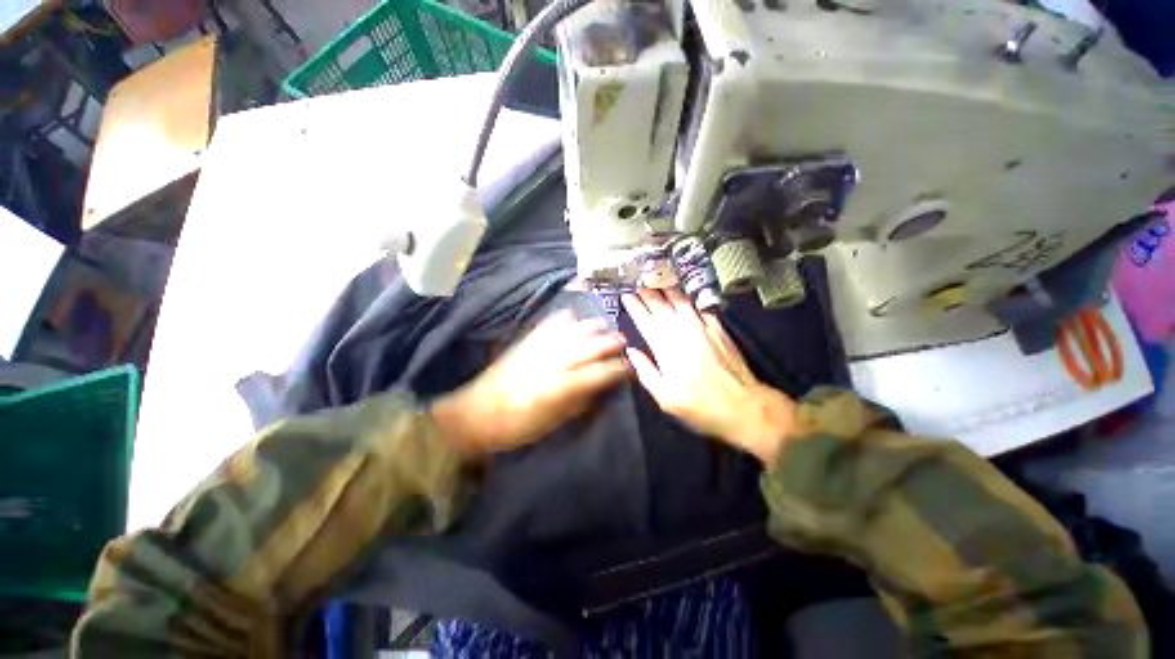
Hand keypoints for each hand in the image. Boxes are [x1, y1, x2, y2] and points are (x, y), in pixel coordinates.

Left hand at [431, 310, 628, 456]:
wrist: (477, 414)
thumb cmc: (517, 426)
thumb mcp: (554, 423)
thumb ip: (580, 402)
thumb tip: (601, 388)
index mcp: (561, 386)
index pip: (598, 372)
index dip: (617, 369)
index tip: (629, 367)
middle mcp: (553, 362)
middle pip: (587, 346)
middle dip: (609, 342)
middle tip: (623, 340)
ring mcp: (538, 349)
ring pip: (571, 331)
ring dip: (590, 327)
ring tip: (603, 324)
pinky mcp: (525, 342)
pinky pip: (547, 325)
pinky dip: (561, 319)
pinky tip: (571, 315)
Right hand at [622, 288, 797, 464]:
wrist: (744, 406)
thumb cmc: (700, 405)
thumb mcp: (665, 397)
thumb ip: (645, 371)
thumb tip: (632, 351)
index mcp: (666, 348)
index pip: (646, 321)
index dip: (635, 307)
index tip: (626, 296)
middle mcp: (683, 332)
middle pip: (662, 307)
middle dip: (648, 295)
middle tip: (638, 285)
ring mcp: (703, 328)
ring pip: (681, 303)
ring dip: (668, 292)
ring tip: (658, 283)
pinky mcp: (719, 329)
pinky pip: (701, 309)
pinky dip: (690, 301)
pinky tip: (686, 299)